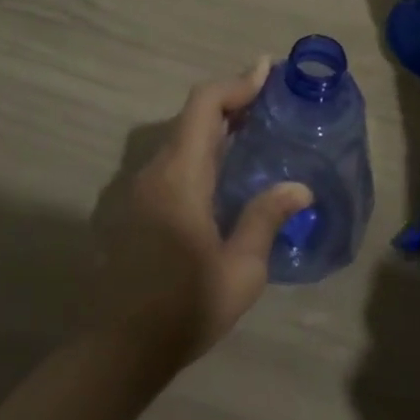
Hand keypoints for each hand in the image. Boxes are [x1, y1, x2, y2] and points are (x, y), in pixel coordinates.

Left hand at [89, 59, 313, 368]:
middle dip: (231, 101)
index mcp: (181, 176)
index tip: (267, 69)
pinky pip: (172, 161)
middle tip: (269, 101)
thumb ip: (266, 219)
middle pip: (192, 116)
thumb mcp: (240, 269)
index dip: (236, 83)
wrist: (119, 349)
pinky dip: (200, 150)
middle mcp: (156, 172)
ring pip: (180, 138)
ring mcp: (140, 189)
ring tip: (253, 132)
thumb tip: (299, 187)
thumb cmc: (184, 307)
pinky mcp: (136, 208)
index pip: (205, 106)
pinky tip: (223, 173)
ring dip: (214, 126)